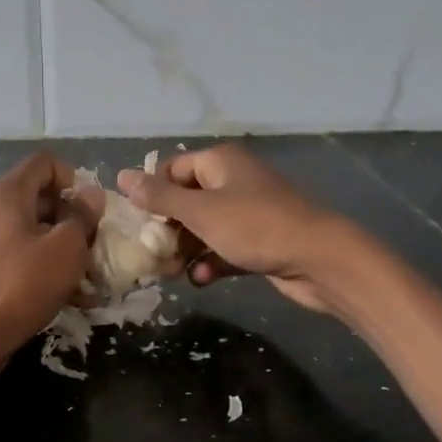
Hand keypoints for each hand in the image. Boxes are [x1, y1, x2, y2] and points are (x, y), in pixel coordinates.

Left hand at [0, 151, 93, 356]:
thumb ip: (82, 216)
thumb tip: (90, 196)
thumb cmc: (24, 282)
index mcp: (7, 193)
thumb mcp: (67, 246)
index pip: (44, 162)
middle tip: (92, 243)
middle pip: (38, 197)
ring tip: (85, 275)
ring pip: (30, 230)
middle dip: (70, 217)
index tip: (88, 209)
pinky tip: (65, 294)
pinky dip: (41, 266)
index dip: (73, 178)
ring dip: (59, 246)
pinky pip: (18, 255)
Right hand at [115, 144, 352, 314]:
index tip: (135, 223)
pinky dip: (210, 261)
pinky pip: (222, 248)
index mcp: (219, 162)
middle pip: (185, 201)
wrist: (319, 259)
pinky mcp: (257, 241)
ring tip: (171, 273)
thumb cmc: (255, 227)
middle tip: (150, 254)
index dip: (151, 194)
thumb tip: (121, 176)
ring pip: (202, 229)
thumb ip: (159, 196)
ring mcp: (247, 212)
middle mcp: (232, 181)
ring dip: (185, 250)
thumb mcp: (201, 211)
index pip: (171, 169)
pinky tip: (202, 278)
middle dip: (166, 229)